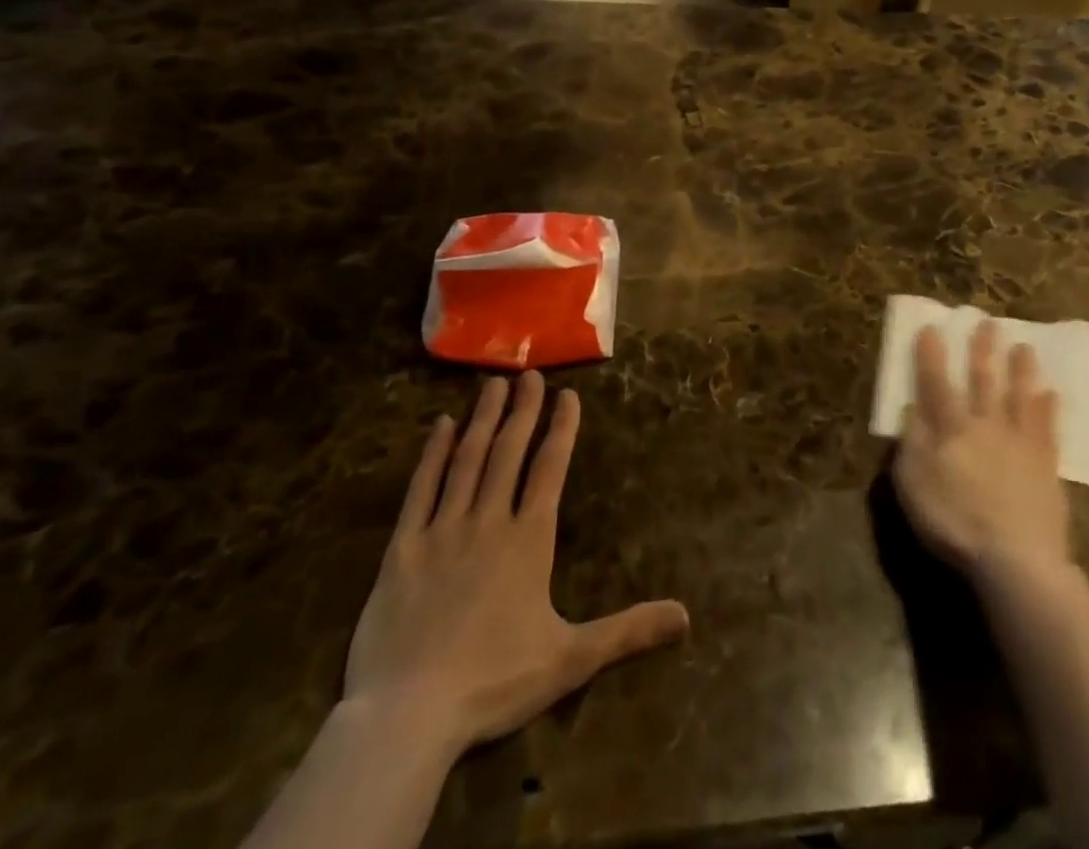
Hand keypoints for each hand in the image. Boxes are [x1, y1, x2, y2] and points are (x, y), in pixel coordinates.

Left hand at [345, 374, 688, 751]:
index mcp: (528, 540)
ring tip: (493, 384)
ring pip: (467, 461)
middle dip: (522, 410)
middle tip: (529, 373)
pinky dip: (431, 455)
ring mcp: (442, 530)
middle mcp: (488, 522)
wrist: (408, 715)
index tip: (568, 394)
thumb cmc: (494, 683)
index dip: (561, 429)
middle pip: (508, 452)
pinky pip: (420, 490)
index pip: (549, 469)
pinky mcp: (402, 549)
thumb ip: (628, 631)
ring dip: (482, 420)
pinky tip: (440, 427)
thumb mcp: (571, 659)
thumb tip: (686, 616)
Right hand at [891, 320, 1070, 580]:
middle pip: (983, 380)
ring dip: (1020, 370)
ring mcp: (1019, 443)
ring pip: (1019, 396)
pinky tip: (1051, 394)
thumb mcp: (913, 485)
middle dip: (982, 350)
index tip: (931, 328)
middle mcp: (986, 425)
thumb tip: (911, 407)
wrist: (1016, 559)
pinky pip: (1047, 429)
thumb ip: (911, 443)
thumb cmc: (954, 522)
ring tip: (1024, 346)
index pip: (936, 383)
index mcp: (951, 429)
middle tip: (988, 322)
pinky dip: (1048, 409)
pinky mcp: (1046, 465)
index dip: (931, 355)